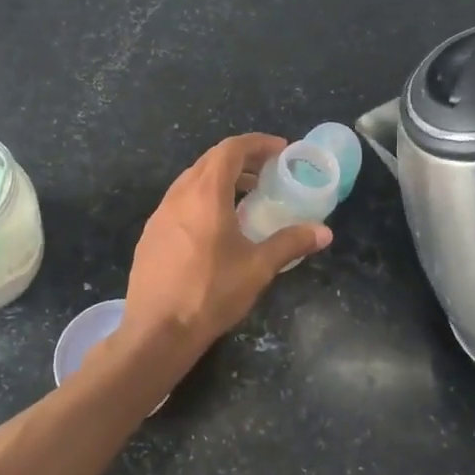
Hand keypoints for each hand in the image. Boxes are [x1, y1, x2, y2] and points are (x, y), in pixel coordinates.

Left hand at [116, 134, 331, 365]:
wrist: (157, 331)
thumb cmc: (210, 293)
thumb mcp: (257, 268)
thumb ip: (290, 243)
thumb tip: (324, 232)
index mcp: (205, 194)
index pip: (231, 149)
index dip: (258, 143)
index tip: (281, 150)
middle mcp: (179, 195)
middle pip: (211, 161)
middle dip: (242, 159)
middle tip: (269, 171)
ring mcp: (160, 214)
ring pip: (192, 181)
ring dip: (221, 179)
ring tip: (247, 196)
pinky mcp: (151, 234)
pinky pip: (180, 202)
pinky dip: (203, 199)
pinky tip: (216, 226)